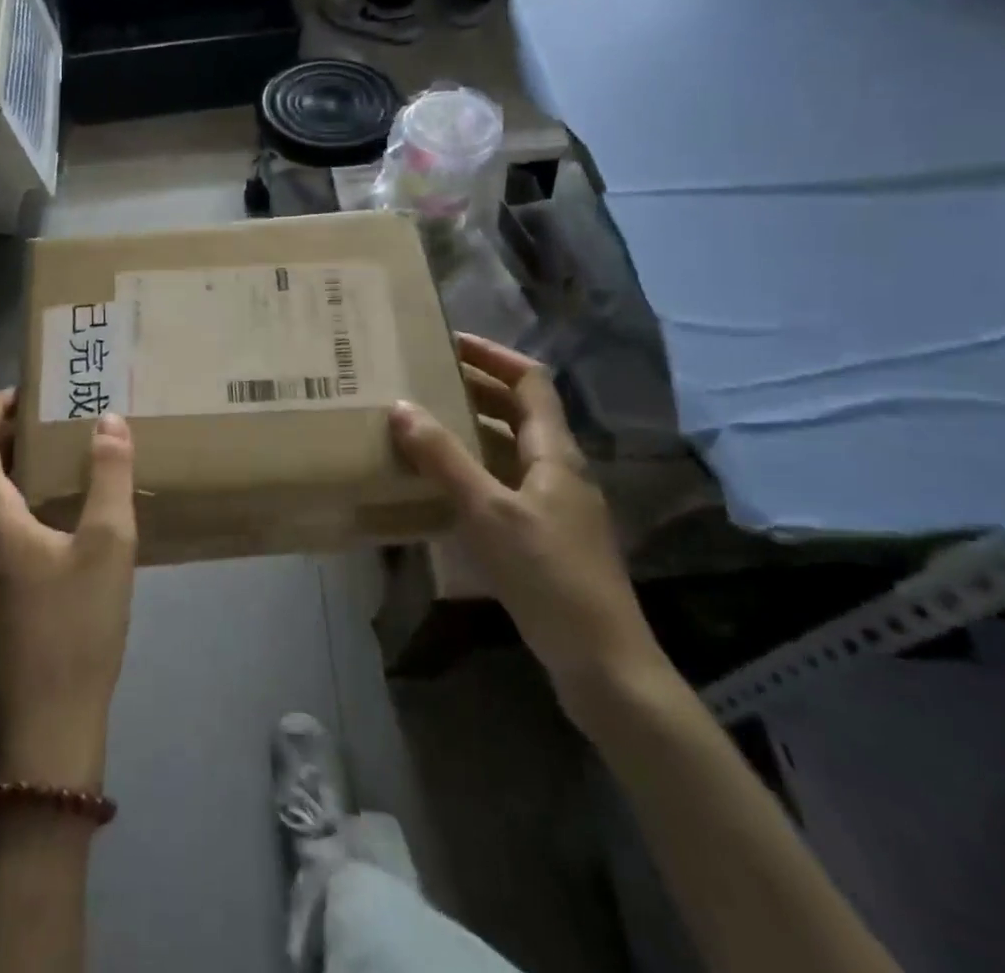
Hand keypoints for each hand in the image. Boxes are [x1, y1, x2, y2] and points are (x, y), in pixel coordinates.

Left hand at [0, 391, 137, 791]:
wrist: (40, 739)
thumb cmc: (74, 631)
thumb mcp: (107, 546)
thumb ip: (109, 476)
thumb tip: (108, 421)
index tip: (27, 393)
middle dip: (6, 442)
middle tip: (53, 428)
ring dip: (7, 482)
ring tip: (57, 476)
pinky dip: (6, 519)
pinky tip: (48, 537)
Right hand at [390, 334, 669, 723]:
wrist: (603, 662)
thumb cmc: (549, 577)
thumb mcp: (488, 513)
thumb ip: (444, 459)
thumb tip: (401, 407)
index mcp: (555, 452)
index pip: (530, 381)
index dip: (493, 356)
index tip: (449, 341)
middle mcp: (559, 468)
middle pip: (520, 410)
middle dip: (476, 387)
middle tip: (425, 377)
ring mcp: (555, 502)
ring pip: (511, 446)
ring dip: (472, 426)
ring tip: (424, 420)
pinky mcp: (545, 532)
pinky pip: (506, 479)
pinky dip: (475, 466)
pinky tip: (442, 482)